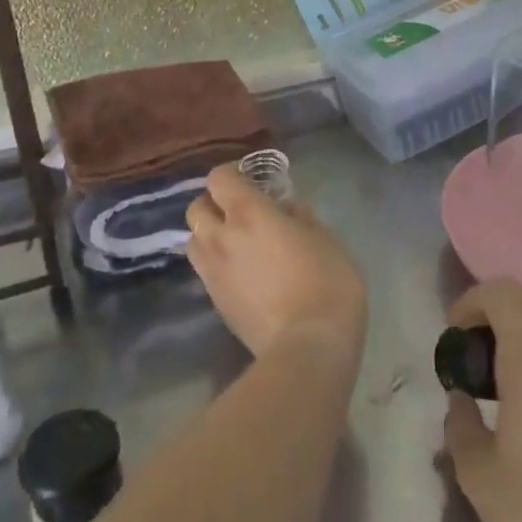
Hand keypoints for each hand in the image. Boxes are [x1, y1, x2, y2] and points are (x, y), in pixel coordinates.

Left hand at [185, 163, 366, 361]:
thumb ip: (301, 216)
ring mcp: (213, 272)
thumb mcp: (325, 240)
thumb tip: (287, 208)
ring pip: (194, 241)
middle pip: (197, 208)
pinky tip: (241, 273)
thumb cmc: (327, 284)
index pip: (219, 179)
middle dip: (213, 204)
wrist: (307, 348)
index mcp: (248, 214)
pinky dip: (216, 263)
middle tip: (239, 211)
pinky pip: (204, 270)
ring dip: (209, 235)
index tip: (250, 178)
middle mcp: (221, 238)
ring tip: (236, 243)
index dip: (231, 173)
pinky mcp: (214, 302)